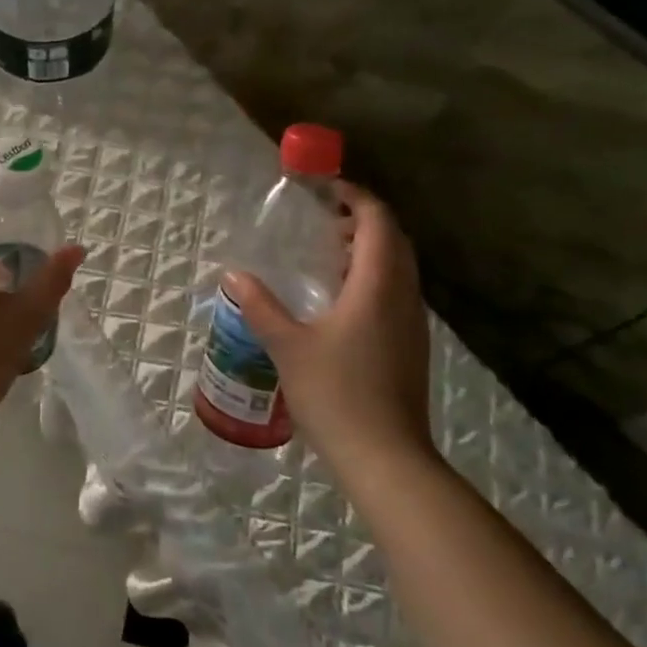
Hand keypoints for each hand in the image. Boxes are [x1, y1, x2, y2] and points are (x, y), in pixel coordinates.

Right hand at [223, 181, 432, 469]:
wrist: (386, 458)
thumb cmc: (336, 394)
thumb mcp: (287, 346)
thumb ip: (260, 305)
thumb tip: (234, 274)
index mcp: (377, 285)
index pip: (378, 221)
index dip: (355, 196)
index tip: (325, 188)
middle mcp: (403, 296)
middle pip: (394, 239)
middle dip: (362, 219)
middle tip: (323, 219)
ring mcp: (412, 322)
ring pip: (399, 266)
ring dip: (370, 249)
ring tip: (327, 254)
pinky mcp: (411, 345)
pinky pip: (397, 291)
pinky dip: (374, 276)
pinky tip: (340, 299)